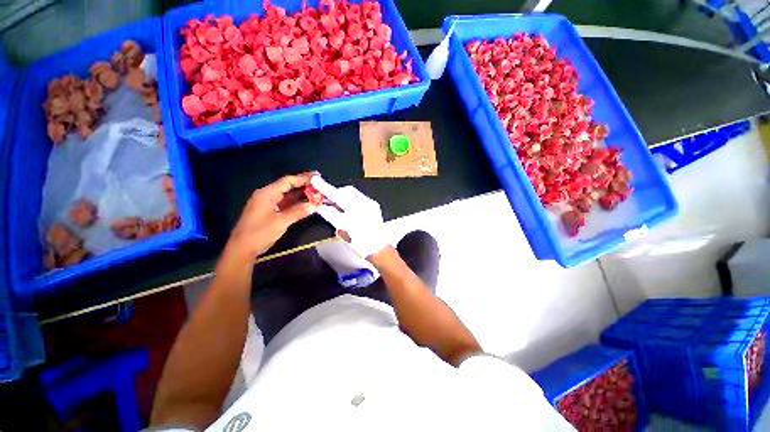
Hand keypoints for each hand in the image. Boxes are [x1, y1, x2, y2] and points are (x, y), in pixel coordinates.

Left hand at [222, 173, 317, 268]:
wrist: (242, 249)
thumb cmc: (259, 233)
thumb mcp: (281, 222)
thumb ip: (298, 212)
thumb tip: (314, 205)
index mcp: (267, 194)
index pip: (287, 181)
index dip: (303, 178)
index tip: (317, 177)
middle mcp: (267, 195)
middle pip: (288, 186)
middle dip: (303, 184)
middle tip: (319, 183)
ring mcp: (268, 203)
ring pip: (288, 195)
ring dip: (301, 193)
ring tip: (316, 191)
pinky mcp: (270, 211)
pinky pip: (286, 203)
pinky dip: (296, 202)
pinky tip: (307, 202)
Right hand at [312, 177, 389, 258]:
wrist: (378, 247)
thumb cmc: (360, 242)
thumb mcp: (342, 230)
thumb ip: (331, 215)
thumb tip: (320, 205)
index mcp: (355, 213)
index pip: (336, 197)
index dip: (325, 188)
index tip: (315, 181)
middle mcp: (365, 205)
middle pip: (346, 191)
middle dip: (335, 192)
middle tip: (326, 198)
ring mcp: (371, 204)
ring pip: (353, 193)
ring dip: (342, 195)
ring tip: (336, 203)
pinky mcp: (374, 205)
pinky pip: (359, 197)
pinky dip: (351, 199)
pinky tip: (347, 206)